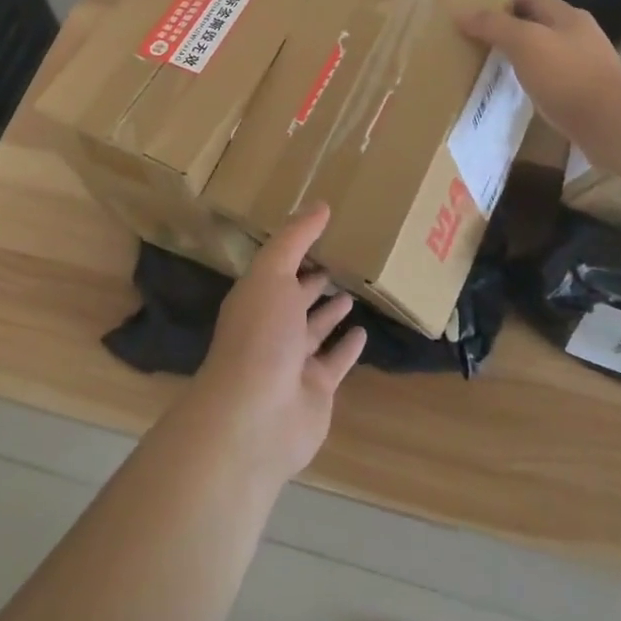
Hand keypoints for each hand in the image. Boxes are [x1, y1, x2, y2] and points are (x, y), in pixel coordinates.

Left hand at [184, 204, 368, 484]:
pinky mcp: (317, 389)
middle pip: (296, 298)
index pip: (279, 267)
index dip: (298, 250)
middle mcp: (272, 327)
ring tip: (354, 291)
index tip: (324, 229)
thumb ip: (295, 239)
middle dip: (314, 280)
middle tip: (344, 258)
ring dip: (331, 312)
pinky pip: (335, 361)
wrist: (256, 416)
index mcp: (257, 297)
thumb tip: (320, 204)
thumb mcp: (272, 273)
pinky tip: (364, 332)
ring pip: (316, 330)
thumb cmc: (260, 335)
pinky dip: (347, 347)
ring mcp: (294, 361)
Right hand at [458, 0, 620, 138]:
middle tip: (481, 47)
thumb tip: (461, 12)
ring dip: (525, 59)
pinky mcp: (589, 93)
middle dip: (512, 33)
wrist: (612, 123)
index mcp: (567, 16)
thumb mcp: (524, 43)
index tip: (476, 20)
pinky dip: (537, 82)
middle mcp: (580, 35)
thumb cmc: (567, 75)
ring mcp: (588, 65)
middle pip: (540, 25)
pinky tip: (524, 95)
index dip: (503, 6)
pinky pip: (556, 80)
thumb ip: (493, 26)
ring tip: (497, 72)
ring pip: (548, 54)